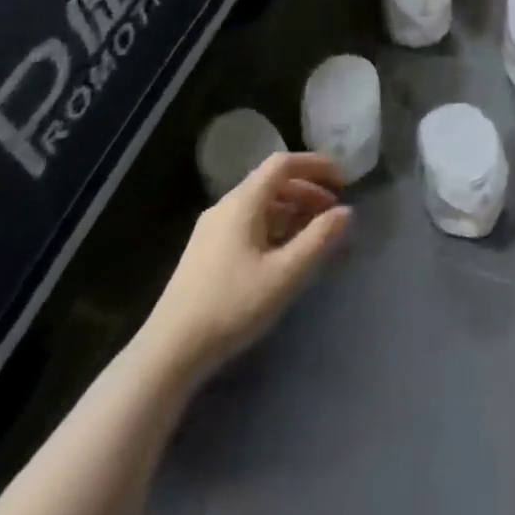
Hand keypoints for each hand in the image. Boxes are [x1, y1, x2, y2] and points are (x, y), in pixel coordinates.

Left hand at [139, 152, 351, 380]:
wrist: (169, 352)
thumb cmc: (231, 306)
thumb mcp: (285, 274)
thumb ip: (319, 239)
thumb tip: (346, 212)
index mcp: (242, 203)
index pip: (283, 163)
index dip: (316, 165)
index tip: (343, 180)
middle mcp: (224, 207)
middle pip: (272, 182)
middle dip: (307, 190)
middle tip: (333, 212)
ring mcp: (211, 229)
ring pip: (259, 204)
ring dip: (292, 209)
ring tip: (314, 234)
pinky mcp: (205, 252)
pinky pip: (247, 222)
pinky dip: (274, 225)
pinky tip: (283, 254)